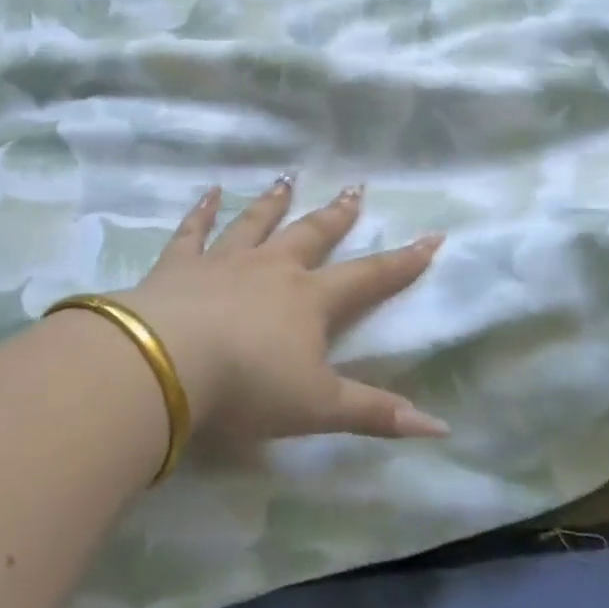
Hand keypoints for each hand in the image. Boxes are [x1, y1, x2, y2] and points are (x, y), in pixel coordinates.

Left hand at [114, 180, 450, 444]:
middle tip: (354, 190)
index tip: (431, 236)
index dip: (402, 261)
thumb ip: (376, 414)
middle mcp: (271, 268)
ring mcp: (223, 261)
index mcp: (309, 300)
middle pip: (312, 235)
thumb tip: (440, 427)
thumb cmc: (248, 386)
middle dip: (337, 215)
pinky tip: (208, 191)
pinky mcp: (179, 264)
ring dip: (274, 202)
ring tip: (288, 179)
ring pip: (255, 223)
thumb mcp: (318, 408)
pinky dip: (201, 211)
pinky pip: (193, 230)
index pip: (368, 276)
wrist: (168, 363)